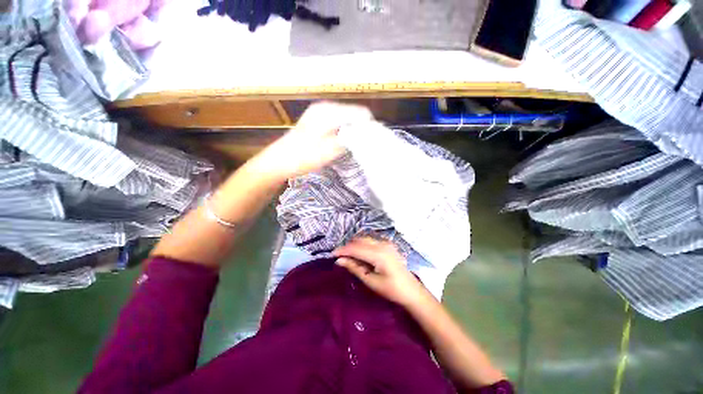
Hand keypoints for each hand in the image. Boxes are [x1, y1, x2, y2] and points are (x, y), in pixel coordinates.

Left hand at [255, 102, 372, 180]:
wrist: (277, 162)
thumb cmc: (303, 157)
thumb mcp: (331, 149)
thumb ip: (353, 139)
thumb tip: (370, 133)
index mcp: (330, 110)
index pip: (361, 113)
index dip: (369, 127)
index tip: (372, 143)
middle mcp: (325, 106)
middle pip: (353, 113)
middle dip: (360, 128)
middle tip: (363, 146)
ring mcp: (318, 111)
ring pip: (345, 117)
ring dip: (351, 130)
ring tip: (352, 146)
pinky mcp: (314, 119)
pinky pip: (336, 120)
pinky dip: (342, 130)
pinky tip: (339, 143)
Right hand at [333, 237, 429, 305]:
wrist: (411, 291)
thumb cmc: (391, 289)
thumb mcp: (370, 281)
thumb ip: (355, 268)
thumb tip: (339, 260)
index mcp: (379, 254)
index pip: (355, 248)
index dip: (342, 250)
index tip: (331, 256)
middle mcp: (383, 245)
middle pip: (360, 240)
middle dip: (348, 247)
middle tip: (338, 258)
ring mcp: (387, 244)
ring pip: (365, 239)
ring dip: (355, 245)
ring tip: (348, 258)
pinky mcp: (389, 246)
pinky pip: (372, 241)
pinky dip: (363, 246)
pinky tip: (360, 256)